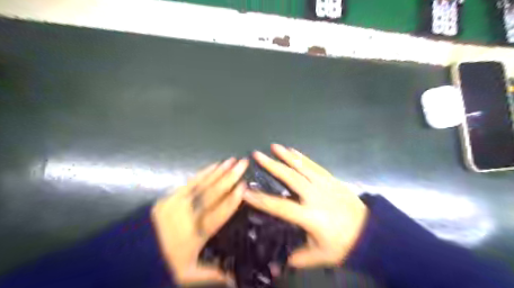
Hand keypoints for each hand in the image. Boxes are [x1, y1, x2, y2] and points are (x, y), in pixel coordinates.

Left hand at [151, 158, 249, 285]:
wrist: (134, 252)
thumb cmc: (165, 262)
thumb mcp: (188, 273)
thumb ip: (213, 273)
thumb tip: (236, 279)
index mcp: (195, 234)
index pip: (217, 214)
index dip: (231, 201)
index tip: (244, 187)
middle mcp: (188, 215)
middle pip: (212, 194)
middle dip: (229, 177)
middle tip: (243, 164)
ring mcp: (178, 202)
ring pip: (203, 184)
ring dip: (219, 171)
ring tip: (232, 160)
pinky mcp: (172, 196)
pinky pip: (191, 181)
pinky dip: (204, 172)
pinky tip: (214, 165)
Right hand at [243, 145, 366, 268]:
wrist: (370, 233)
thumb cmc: (343, 245)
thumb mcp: (320, 256)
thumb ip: (298, 257)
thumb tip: (278, 264)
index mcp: (310, 216)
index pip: (280, 206)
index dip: (261, 199)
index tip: (246, 191)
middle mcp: (315, 196)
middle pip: (290, 178)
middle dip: (272, 165)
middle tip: (257, 155)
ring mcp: (325, 185)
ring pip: (303, 167)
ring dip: (287, 156)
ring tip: (274, 146)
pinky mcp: (332, 180)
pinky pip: (315, 166)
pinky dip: (303, 157)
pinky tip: (294, 151)